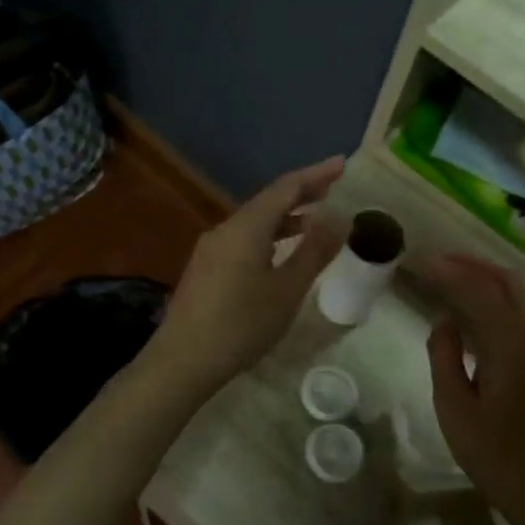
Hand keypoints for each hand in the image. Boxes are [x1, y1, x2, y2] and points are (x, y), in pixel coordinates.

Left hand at [148, 157, 346, 396]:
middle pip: (268, 201)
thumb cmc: (241, 324)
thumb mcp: (287, 290)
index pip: (286, 187)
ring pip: (254, 222)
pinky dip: (269, 236)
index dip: (316, 174)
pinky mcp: (205, 268)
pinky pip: (243, 239)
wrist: (183, 360)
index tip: (342, 164)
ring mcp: (211, 249)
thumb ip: (314, 251)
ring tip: (314, 220)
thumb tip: (339, 218)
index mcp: (247, 227)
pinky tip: (279, 252)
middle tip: (333, 188)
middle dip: (301, 193)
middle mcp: (226, 229)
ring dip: (285, 217)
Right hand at [423, 253, 524, 524]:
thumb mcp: (454, 408)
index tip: (421, 260)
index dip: (449, 272)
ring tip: (458, 274)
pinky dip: (503, 296)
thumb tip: (445, 321)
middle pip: (508, 284)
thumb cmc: (492, 455)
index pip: (479, 294)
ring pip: (523, 295)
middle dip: (473, 265)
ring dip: (492, 277)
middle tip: (439, 259)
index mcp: (511, 349)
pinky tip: (479, 307)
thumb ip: (445, 357)